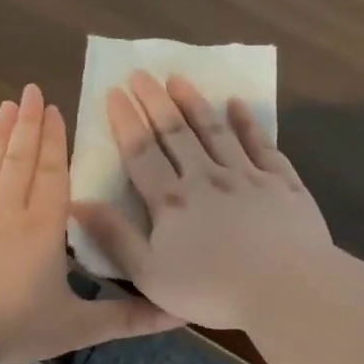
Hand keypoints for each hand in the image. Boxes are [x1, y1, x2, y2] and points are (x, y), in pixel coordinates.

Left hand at [0, 84, 182, 363]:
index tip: (54, 109)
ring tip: (5, 106)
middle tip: (30, 90)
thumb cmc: (13, 326)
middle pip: (19, 158)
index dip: (54, 141)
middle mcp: (6, 211)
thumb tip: (178, 314)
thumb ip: (127, 319)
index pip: (52, 174)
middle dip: (27, 123)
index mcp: (43, 228)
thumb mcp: (77, 327)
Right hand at [72, 72, 331, 329]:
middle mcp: (206, 178)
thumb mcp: (150, 275)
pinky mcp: (282, 183)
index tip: (114, 91)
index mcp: (171, 202)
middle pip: (176, 133)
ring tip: (179, 79)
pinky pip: (261, 144)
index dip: (126, 121)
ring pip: (215, 131)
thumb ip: (115, 237)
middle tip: (141, 73)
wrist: (285, 289)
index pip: (141, 153)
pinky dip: (247, 123)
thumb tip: (78, 202)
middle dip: (155, 102)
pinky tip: (237, 105)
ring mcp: (247, 176)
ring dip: (195, 103)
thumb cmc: (211, 290)